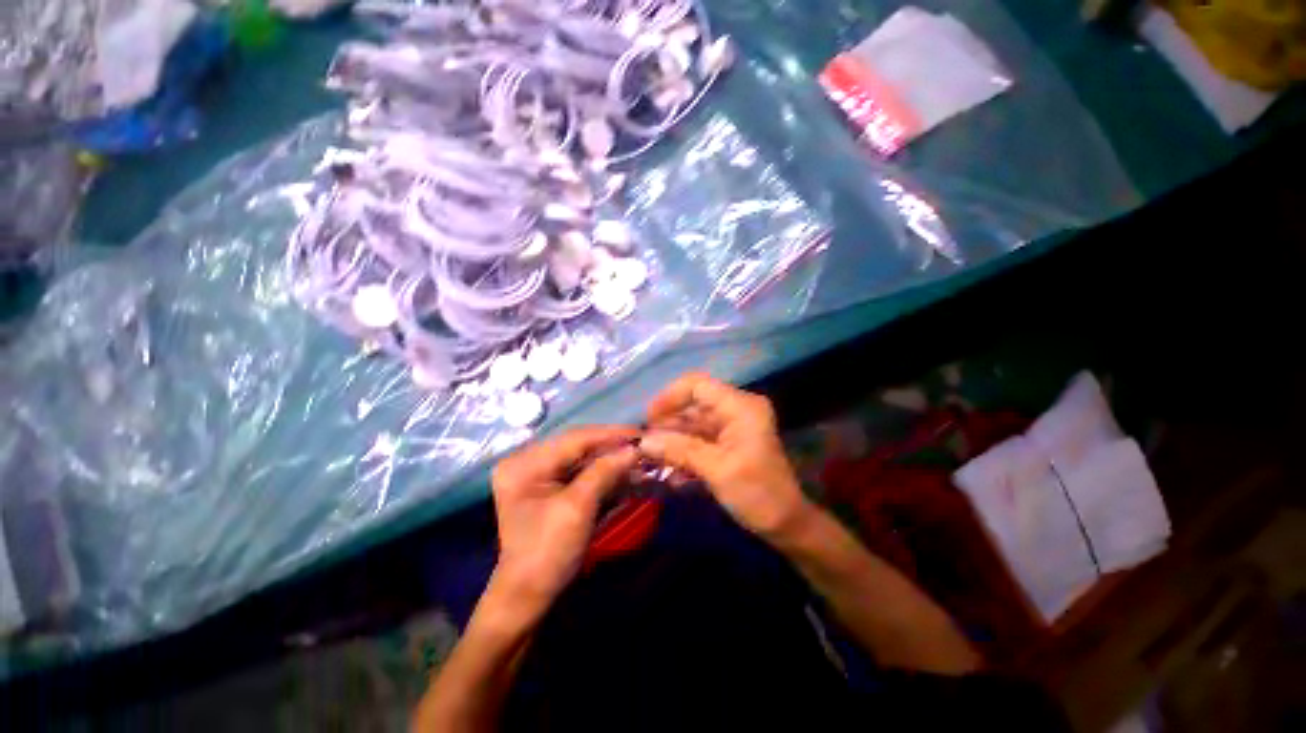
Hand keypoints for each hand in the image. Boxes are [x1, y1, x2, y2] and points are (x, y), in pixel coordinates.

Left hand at [490, 426, 638, 612]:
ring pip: (583, 458)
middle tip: (643, 444)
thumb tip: (634, 448)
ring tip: (639, 458)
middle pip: (578, 446)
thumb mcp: (577, 508)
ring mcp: (539, 473)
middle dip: (612, 447)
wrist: (530, 595)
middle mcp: (528, 461)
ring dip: (611, 460)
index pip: (573, 439)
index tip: (640, 432)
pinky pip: (582, 471)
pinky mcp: (551, 485)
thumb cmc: (548, 552)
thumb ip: (604, 471)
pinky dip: (604, 472)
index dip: (609, 434)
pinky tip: (625, 472)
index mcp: (524, 463)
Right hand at [638, 373, 812, 540]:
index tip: (649, 419)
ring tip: (650, 458)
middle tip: (644, 444)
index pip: (698, 385)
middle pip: (693, 405)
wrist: (786, 524)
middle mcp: (736, 409)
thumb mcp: (717, 470)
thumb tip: (643, 441)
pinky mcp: (728, 442)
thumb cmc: (757, 494)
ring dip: (672, 439)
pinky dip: (683, 450)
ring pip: (693, 423)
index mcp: (740, 407)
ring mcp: (732, 425)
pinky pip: (699, 438)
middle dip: (668, 423)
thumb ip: (679, 450)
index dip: (670, 397)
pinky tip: (668, 469)